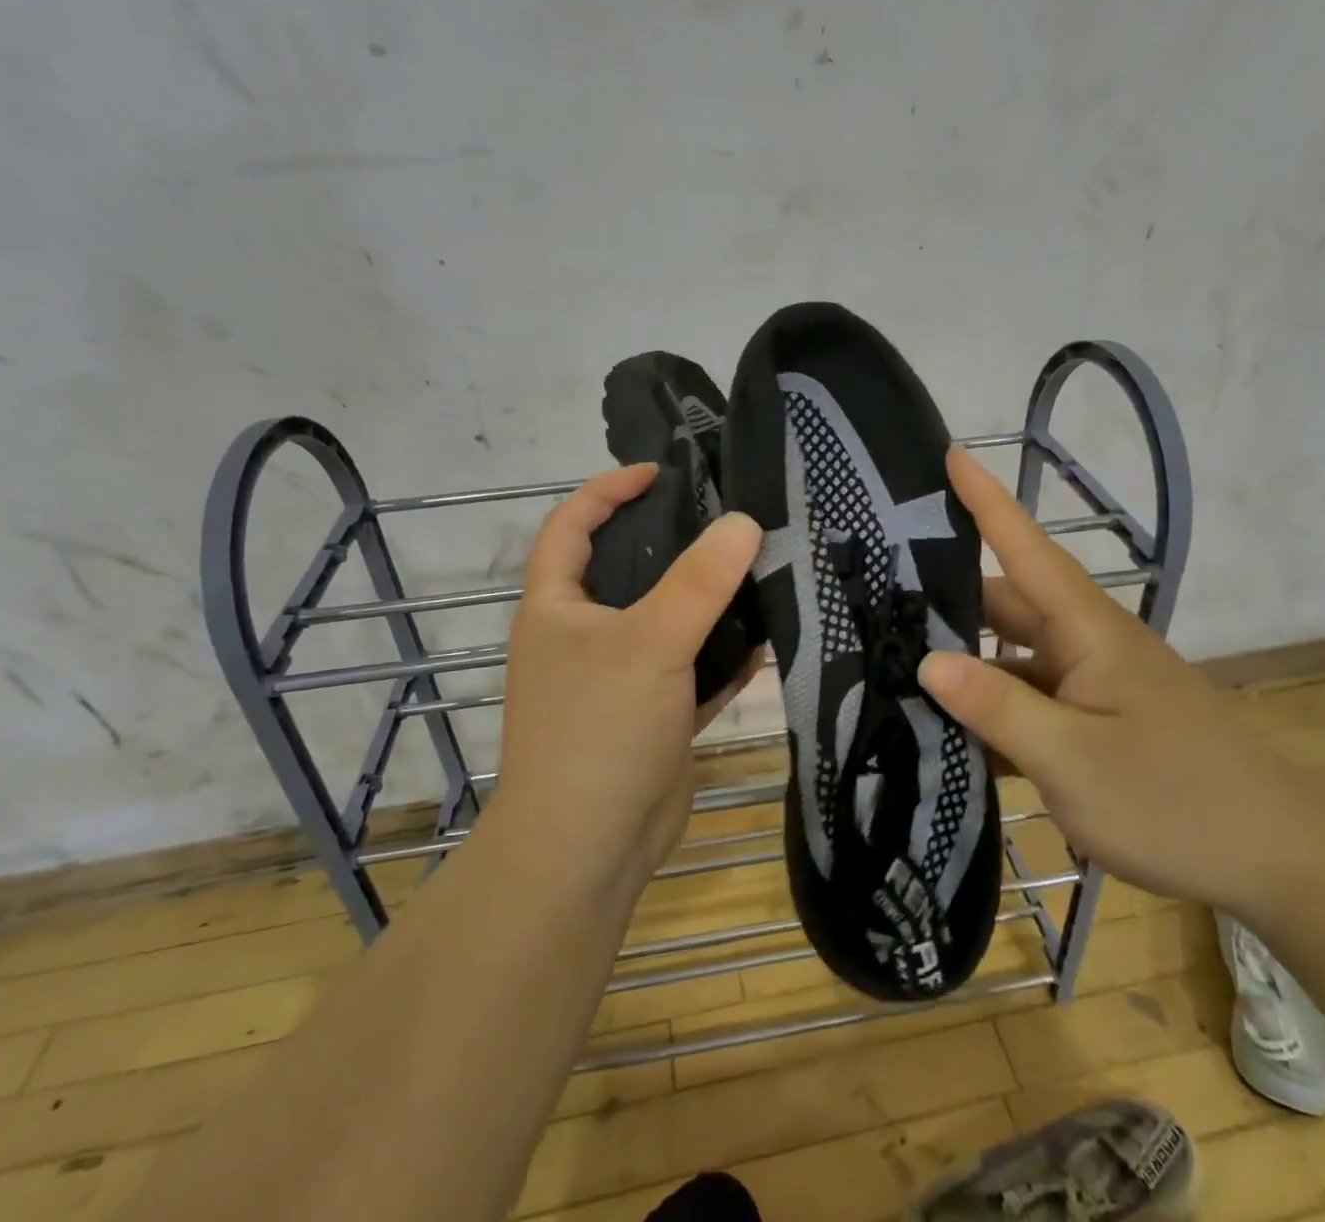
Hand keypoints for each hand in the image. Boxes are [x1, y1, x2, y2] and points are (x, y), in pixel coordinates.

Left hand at [493, 465, 762, 896]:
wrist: (588, 852)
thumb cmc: (597, 731)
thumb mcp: (649, 644)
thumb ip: (698, 582)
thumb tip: (743, 522)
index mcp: (557, 607)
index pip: (572, 525)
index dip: (609, 489)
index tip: (662, 472)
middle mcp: (584, 635)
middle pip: (629, 569)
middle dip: (676, 543)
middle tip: (731, 520)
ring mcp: (620, 677)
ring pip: (668, 621)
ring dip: (709, 602)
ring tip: (761, 569)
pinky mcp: (653, 714)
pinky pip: (692, 669)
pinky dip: (723, 656)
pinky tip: (767, 641)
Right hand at [917, 449, 1324, 918]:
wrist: (1286, 862)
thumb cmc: (1178, 802)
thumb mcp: (1072, 759)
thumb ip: (996, 707)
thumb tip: (928, 660)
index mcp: (1089, 631)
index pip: (1027, 548)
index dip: (987, 501)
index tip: (950, 454)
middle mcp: (1089, 645)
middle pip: (1008, 605)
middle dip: (948, 598)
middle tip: (878, 597)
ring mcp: (1095, 687)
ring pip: (1015, 657)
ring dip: (967, 662)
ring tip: (896, 662)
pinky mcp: (1098, 723)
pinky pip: (1032, 700)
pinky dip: (994, 708)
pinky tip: (949, 730)